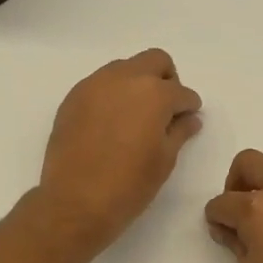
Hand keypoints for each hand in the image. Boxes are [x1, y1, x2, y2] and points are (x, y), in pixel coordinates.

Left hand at [33, 48, 202, 259]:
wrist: (75, 201)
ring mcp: (94, 85)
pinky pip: (99, 84)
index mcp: (154, 93)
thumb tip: (190, 119)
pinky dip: (112, 95)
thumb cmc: (129, 185)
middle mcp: (124, 78)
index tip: (187, 119)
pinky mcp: (73, 98)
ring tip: (136, 117)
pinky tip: (111, 123)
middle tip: (165, 109)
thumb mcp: (164, 160)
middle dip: (166, 80)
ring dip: (137, 83)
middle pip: (154, 61)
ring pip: (124, 68)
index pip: (182, 92)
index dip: (189, 106)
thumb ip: (179, 132)